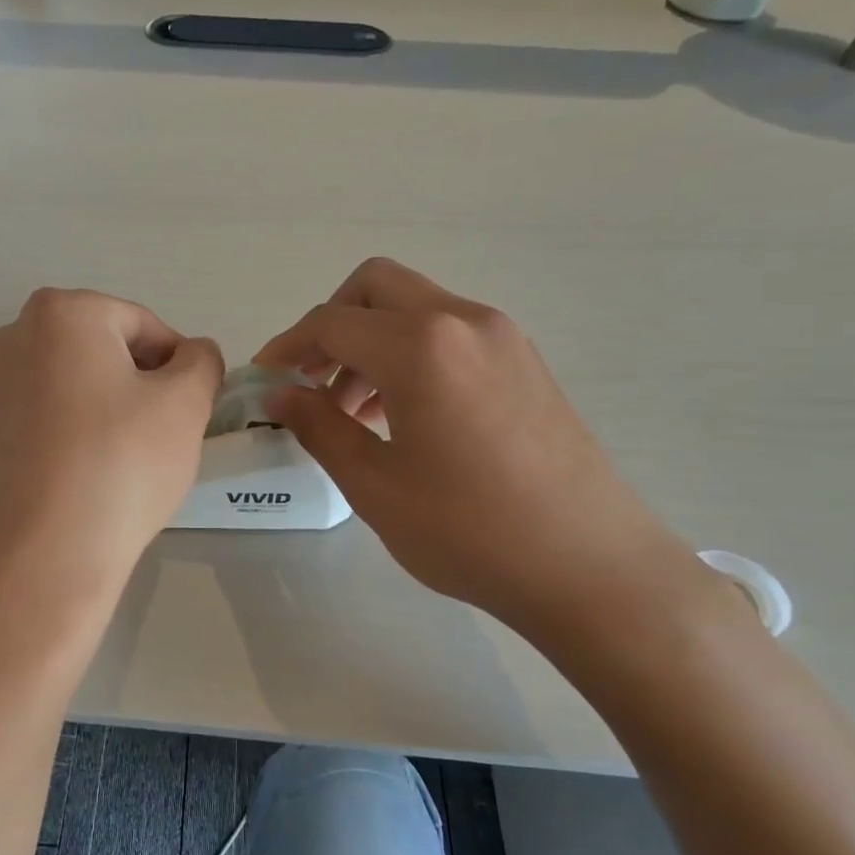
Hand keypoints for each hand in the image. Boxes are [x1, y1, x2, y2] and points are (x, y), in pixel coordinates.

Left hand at [0, 289, 223, 592]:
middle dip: (140, 382)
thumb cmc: (123, 463)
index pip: (143, 324)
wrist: (49, 554)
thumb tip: (193, 354)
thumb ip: (202, 361)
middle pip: (103, 348)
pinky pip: (46, 417)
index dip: (178, 364)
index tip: (191, 407)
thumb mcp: (186, 403)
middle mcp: (14, 336)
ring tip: (129, 456)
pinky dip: (74, 432)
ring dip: (108, 406)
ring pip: (74, 383)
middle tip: (164, 430)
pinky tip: (92, 472)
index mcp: (62, 312)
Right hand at [256, 258, 713, 639]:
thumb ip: (319, 426)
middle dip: (331, 325)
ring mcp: (501, 337)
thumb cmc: (469, 530)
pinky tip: (402, 415)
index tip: (263, 380)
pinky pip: (449, 333)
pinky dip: (410, 354)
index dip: (287, 347)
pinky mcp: (524, 361)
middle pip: (375, 288)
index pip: (332, 323)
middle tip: (310, 381)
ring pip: (414, 308)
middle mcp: (462, 320)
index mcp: (420, 345)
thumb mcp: (375, 484)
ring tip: (352, 411)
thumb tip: (278, 394)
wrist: (591, 567)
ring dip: (370, 342)